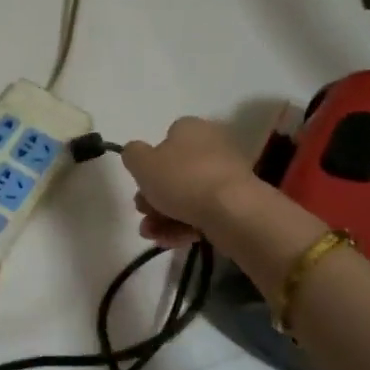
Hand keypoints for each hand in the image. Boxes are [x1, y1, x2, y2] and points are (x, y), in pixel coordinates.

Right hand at [120, 117, 260, 247]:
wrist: (233, 211)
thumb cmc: (183, 179)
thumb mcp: (142, 163)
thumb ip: (133, 155)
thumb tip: (136, 153)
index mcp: (191, 128)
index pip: (166, 139)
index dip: (149, 164)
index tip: (139, 185)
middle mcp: (211, 146)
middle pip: (175, 172)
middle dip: (154, 196)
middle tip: (143, 213)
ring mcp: (226, 176)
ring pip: (188, 195)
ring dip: (164, 216)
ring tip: (151, 235)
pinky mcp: (236, 203)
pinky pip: (204, 212)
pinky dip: (184, 225)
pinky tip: (169, 241)